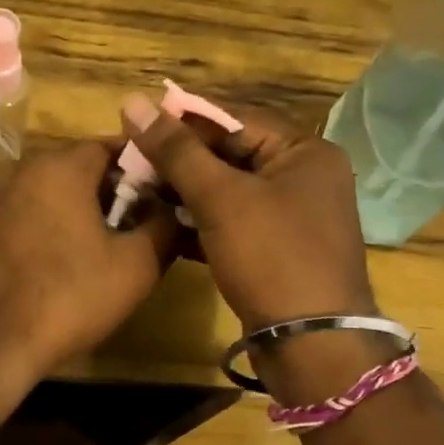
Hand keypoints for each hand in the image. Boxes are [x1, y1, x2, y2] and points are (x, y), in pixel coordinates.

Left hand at [0, 140, 176, 375]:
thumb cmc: (66, 297)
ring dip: (70, 212)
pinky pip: (18, 218)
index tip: (159, 196)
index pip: (109, 146)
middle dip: (105, 192)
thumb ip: (163, 227)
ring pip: (44, 193)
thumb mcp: (135, 267)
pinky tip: (52, 265)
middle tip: (131, 227)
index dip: (140, 169)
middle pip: (74, 168)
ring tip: (94, 250)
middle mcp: (18, 169)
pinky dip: (40, 229)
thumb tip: (172, 210)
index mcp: (59, 166)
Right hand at [120, 94, 374, 332]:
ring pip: (229, 193)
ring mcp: (292, 219)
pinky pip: (233, 225)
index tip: (138, 126)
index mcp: (305, 152)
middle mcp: (304, 178)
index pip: (236, 120)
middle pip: (232, 156)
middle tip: (133, 164)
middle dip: (182, 162)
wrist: (310, 343)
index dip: (185, 121)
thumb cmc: (271, 256)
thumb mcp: (220, 198)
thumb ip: (176, 151)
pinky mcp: (276, 252)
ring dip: (186, 194)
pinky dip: (201, 225)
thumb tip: (133, 102)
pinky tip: (163, 227)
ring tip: (140, 192)